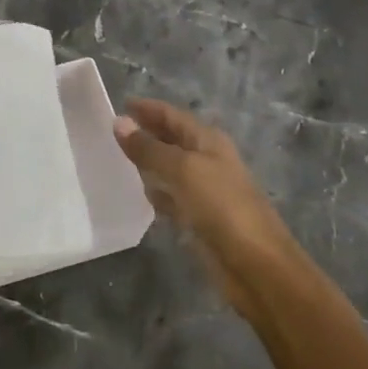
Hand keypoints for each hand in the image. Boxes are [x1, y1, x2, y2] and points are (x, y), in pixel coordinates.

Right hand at [113, 98, 298, 319]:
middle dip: (146, 133)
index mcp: (208, 141)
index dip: (147, 108)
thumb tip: (119, 122)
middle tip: (111, 131)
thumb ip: (149, 148)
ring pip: (170, 169)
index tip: (119, 103)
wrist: (256, 264)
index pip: (172, 116)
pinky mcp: (199, 218)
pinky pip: (172, 197)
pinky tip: (139, 194)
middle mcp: (207, 160)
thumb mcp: (182, 170)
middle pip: (171, 140)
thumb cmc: (221, 206)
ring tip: (117, 158)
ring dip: (148, 163)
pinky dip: (157, 193)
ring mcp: (204, 190)